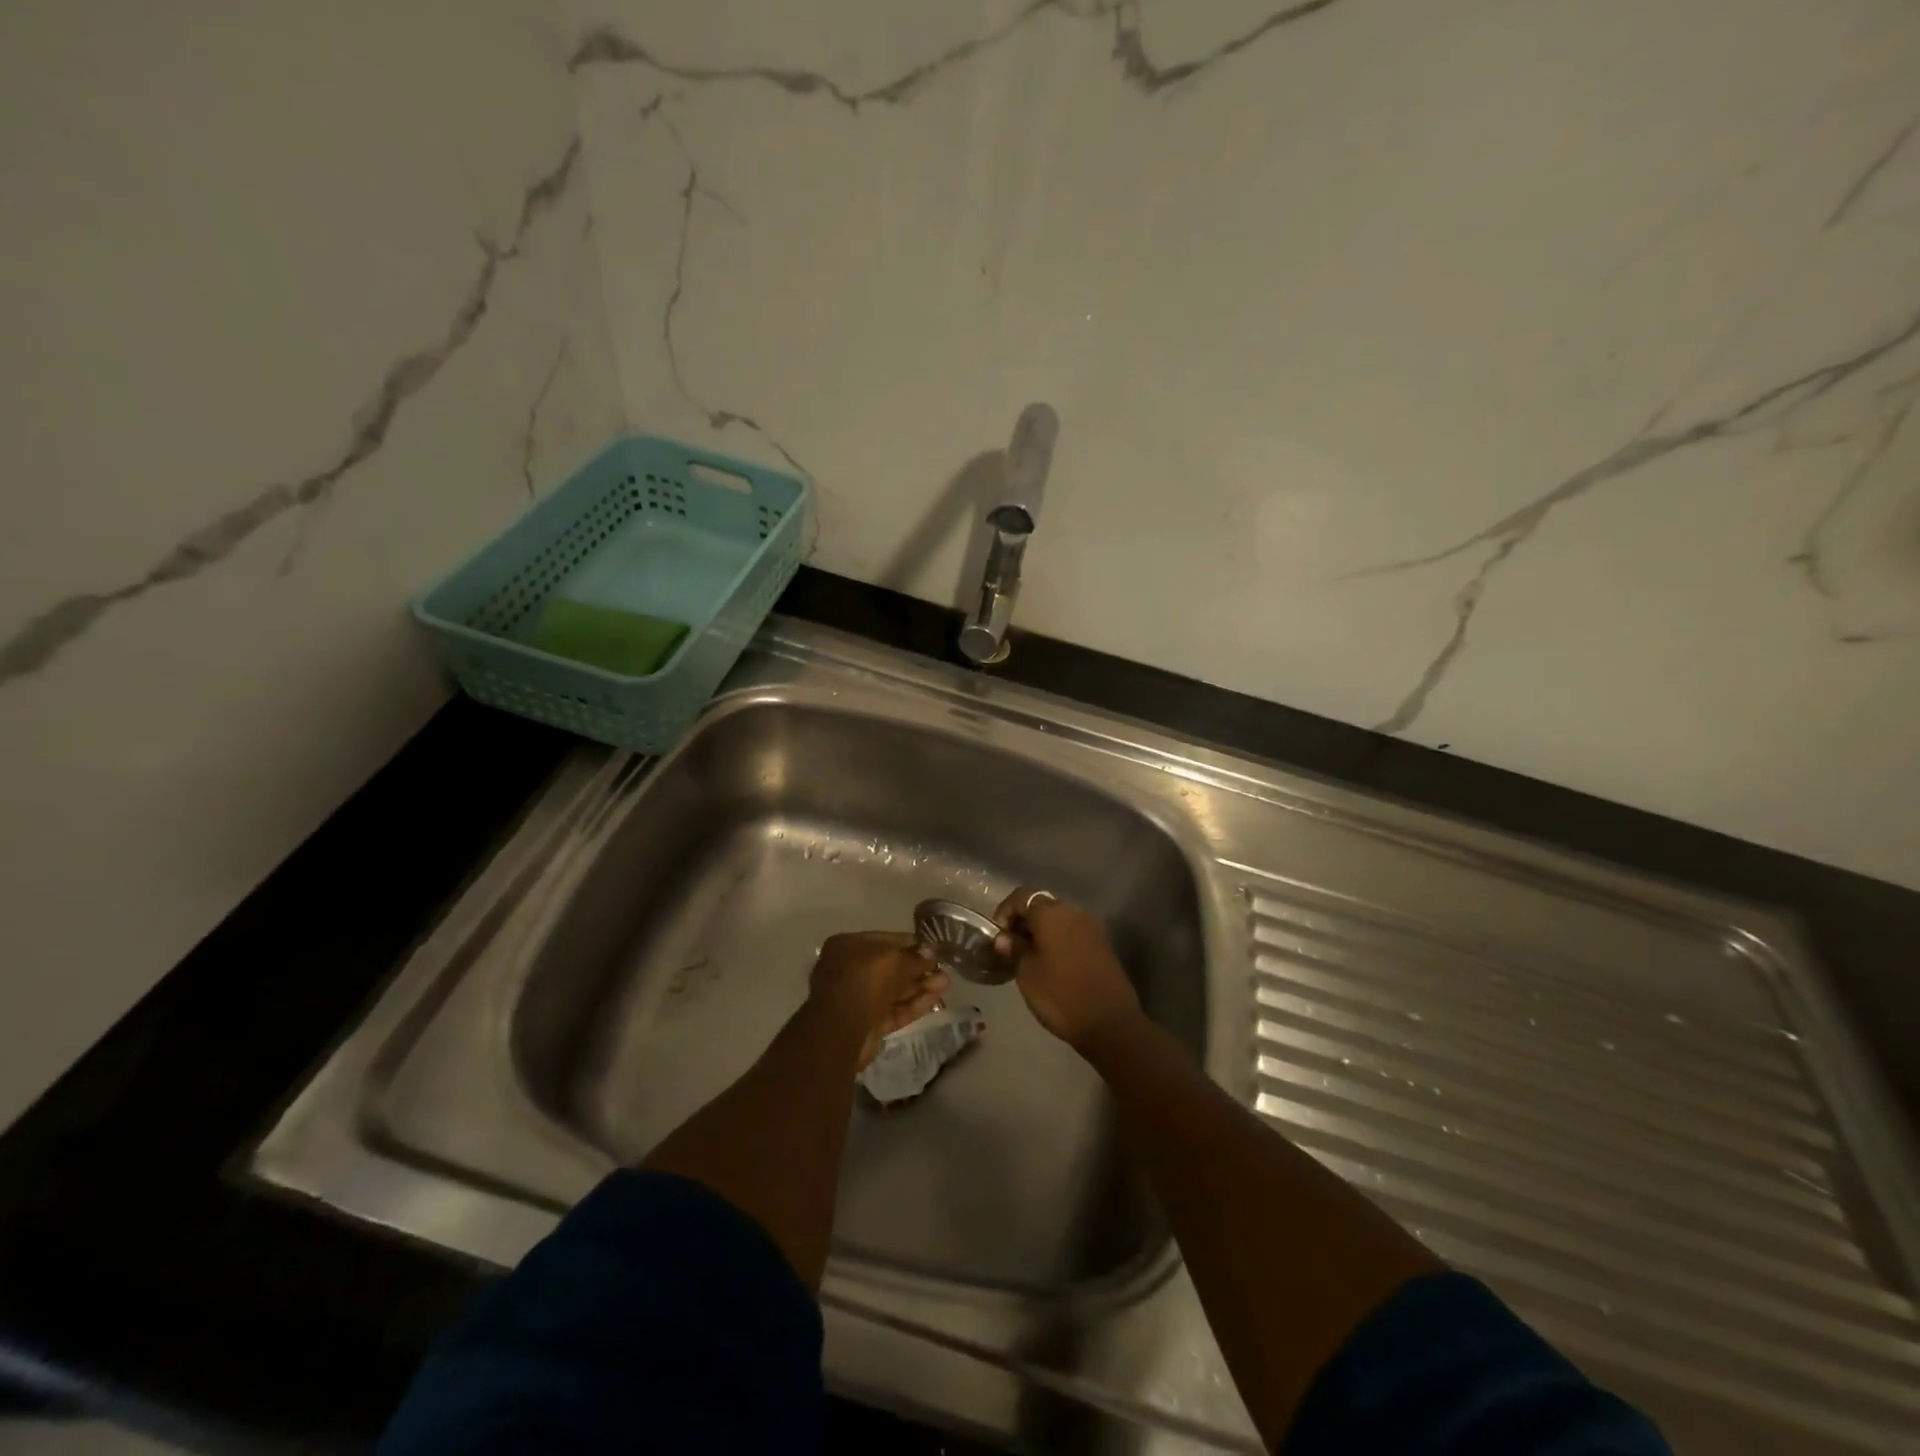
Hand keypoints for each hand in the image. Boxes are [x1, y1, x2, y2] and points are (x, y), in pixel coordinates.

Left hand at [808, 932, 948, 1068]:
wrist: (840, 1031)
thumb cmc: (863, 981)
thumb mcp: (893, 961)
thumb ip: (915, 958)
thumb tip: (932, 953)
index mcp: (848, 946)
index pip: (886, 941)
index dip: (912, 944)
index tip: (934, 948)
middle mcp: (850, 969)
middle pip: (891, 967)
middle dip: (918, 968)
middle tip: (943, 968)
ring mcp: (858, 998)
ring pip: (894, 989)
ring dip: (920, 986)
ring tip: (946, 983)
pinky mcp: (868, 1023)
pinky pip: (894, 1009)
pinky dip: (914, 1004)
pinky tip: (936, 999)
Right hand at [993, 888, 1142, 1051]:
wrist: (1110, 1023)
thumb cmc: (1060, 995)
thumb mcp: (1027, 973)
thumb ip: (1015, 949)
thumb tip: (1005, 938)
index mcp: (1052, 913)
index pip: (1022, 896)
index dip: (1005, 911)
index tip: (998, 935)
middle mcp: (1074, 911)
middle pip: (1042, 905)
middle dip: (1024, 921)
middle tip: (1011, 946)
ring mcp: (1092, 926)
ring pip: (1059, 918)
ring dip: (1042, 931)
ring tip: (1029, 956)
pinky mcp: (1103, 943)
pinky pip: (1073, 932)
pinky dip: (1059, 939)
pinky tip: (1051, 962)